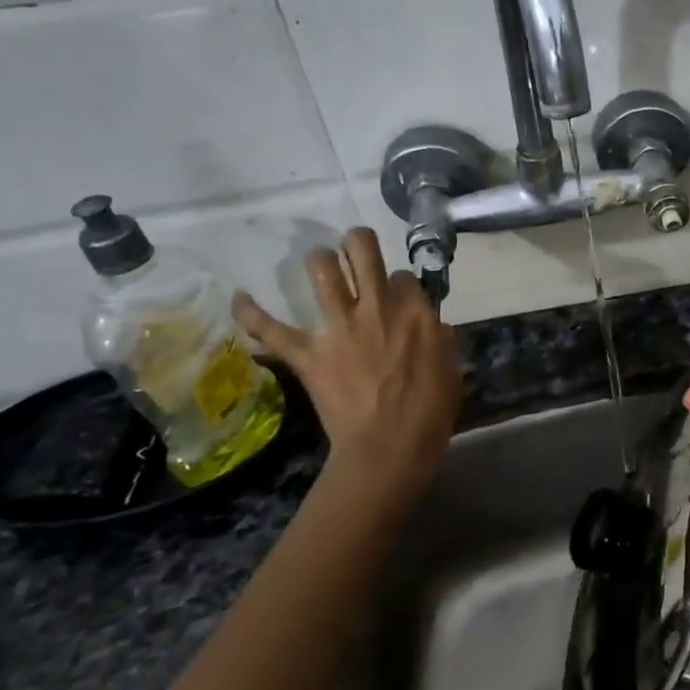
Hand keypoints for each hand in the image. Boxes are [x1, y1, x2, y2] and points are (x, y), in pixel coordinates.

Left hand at [234, 227, 460, 503]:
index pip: (405, 277)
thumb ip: (439, 340)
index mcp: (415, 312)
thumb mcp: (451, 370)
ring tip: (320, 261)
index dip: (402, 285)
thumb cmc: (430, 413)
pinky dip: (252, 313)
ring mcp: (338, 327)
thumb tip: (429, 326)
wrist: (388, 446)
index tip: (400, 298)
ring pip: (322, 270)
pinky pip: (271, 328)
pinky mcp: (307, 353)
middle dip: (358, 243)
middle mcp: (376, 307)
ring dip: (320, 260)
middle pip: (363, 251)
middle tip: (357, 249)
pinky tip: (238, 297)